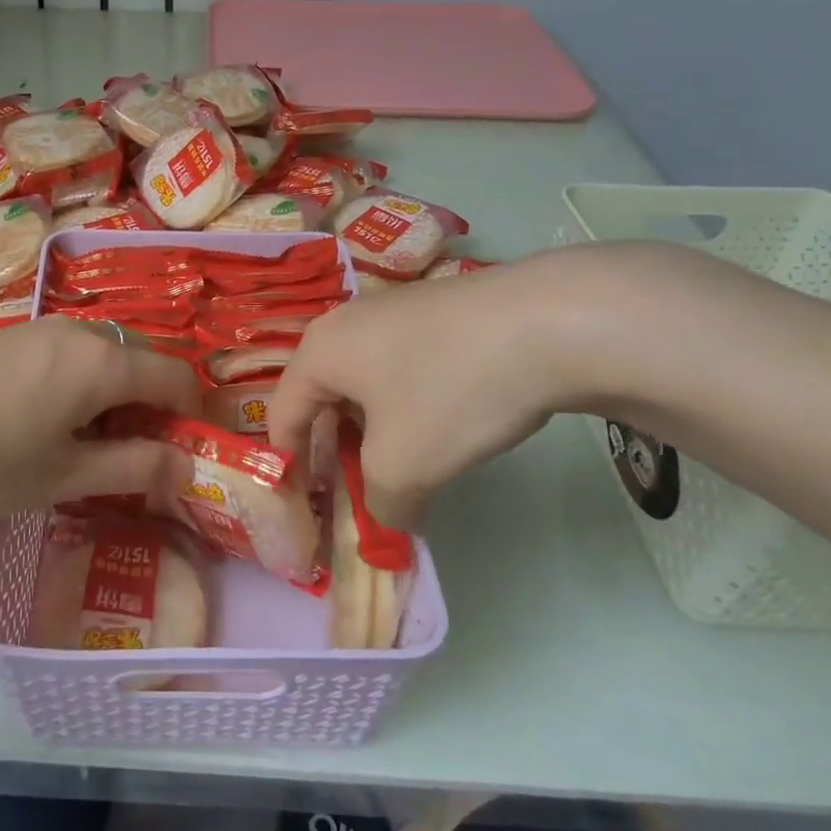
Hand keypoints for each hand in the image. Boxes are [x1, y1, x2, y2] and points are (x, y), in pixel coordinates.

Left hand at [0, 318, 201, 519]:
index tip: (181, 459)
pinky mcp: (10, 337)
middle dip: (148, 412)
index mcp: (105, 361)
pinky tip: (40, 427)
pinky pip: (67, 357)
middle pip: (139, 364)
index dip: (190, 417)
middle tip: (126, 464)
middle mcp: (80, 331)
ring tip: (79, 451)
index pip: (176, 377)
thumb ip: (133, 468)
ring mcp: (41, 329)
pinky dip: (77, 389)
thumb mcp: (64, 475)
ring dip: (110, 401)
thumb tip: (187, 465)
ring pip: (101, 360)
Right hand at [269, 251, 606, 528]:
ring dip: (376, 430)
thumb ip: (381, 504)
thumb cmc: (450, 390)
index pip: (282, 415)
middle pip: (324, 398)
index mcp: (320, 351)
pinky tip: (445, 425)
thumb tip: (390, 518)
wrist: (548, 321)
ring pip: (367, 383)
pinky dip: (410, 405)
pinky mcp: (437, 313)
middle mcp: (346, 323)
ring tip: (404, 466)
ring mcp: (394, 312)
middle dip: (337, 450)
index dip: (290, 466)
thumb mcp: (405, 465)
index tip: (309, 508)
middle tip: (357, 492)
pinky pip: (404, 367)